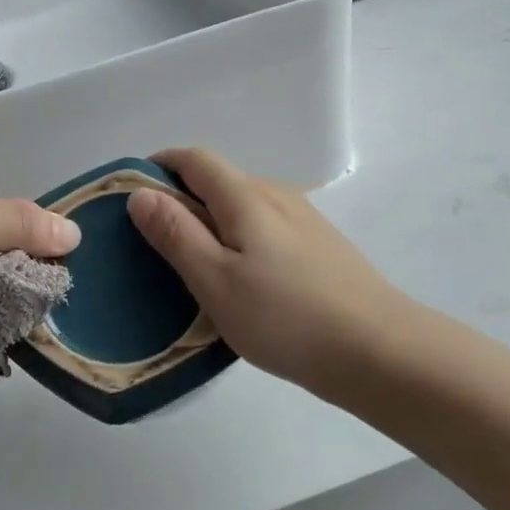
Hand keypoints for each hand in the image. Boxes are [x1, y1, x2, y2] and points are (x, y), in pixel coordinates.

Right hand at [127, 148, 413, 398]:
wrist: (379, 351)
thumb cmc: (286, 317)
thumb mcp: (215, 280)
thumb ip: (176, 234)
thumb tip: (141, 193)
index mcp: (246, 196)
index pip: (194, 158)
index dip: (158, 165)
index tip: (130, 193)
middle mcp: (276, 194)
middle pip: (218, 179)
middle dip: (179, 196)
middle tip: (152, 239)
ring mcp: (302, 219)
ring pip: (242, 204)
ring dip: (209, 219)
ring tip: (191, 263)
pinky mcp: (318, 245)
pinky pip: (263, 226)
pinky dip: (237, 237)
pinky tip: (239, 279)